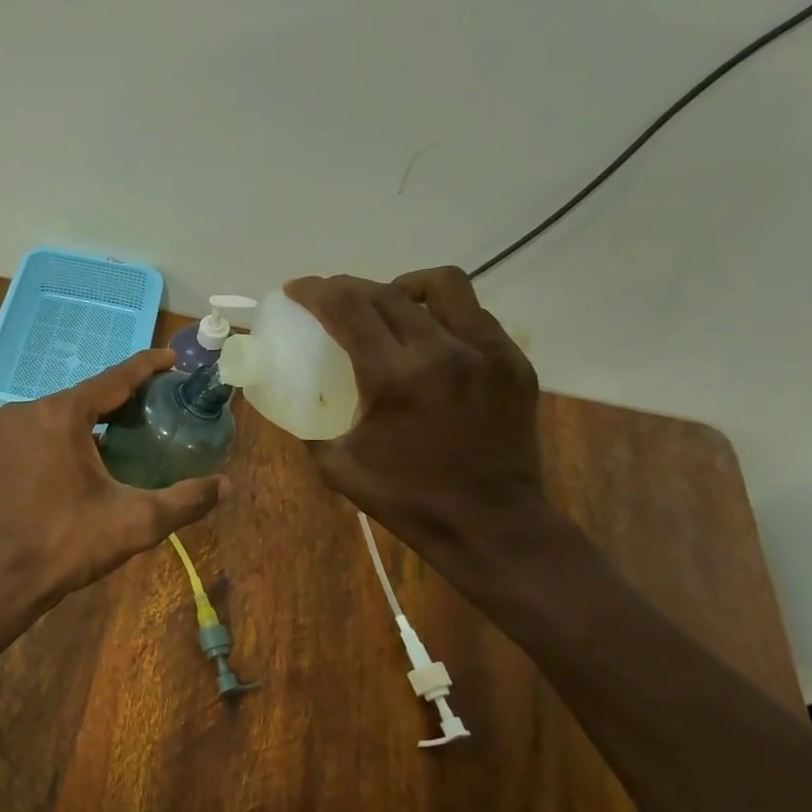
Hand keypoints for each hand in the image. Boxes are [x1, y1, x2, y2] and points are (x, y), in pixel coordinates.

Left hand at [0, 349, 226, 607]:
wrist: (6, 577)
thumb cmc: (69, 543)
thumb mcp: (136, 521)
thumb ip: (186, 500)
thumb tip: (228, 485)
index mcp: (61, 414)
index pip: (114, 379)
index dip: (147, 366)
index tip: (174, 358)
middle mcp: (30, 409)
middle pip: (89, 393)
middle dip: (126, 395)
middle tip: (163, 400)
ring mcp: (10, 427)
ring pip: (66, 410)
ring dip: (99, 414)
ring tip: (137, 422)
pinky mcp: (2, 447)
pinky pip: (46, 426)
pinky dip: (74, 430)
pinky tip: (97, 447)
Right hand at [286, 268, 547, 555]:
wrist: (492, 526)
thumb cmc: (409, 500)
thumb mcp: (339, 467)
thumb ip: (312, 427)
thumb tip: (297, 402)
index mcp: (395, 378)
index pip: (348, 308)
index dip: (315, 291)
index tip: (297, 289)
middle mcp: (442, 351)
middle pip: (387, 292)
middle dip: (349, 287)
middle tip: (332, 299)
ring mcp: (486, 352)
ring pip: (443, 285)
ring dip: (404, 287)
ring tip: (390, 305)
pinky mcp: (514, 362)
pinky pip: (475, 314)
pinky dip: (443, 314)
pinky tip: (431, 338)